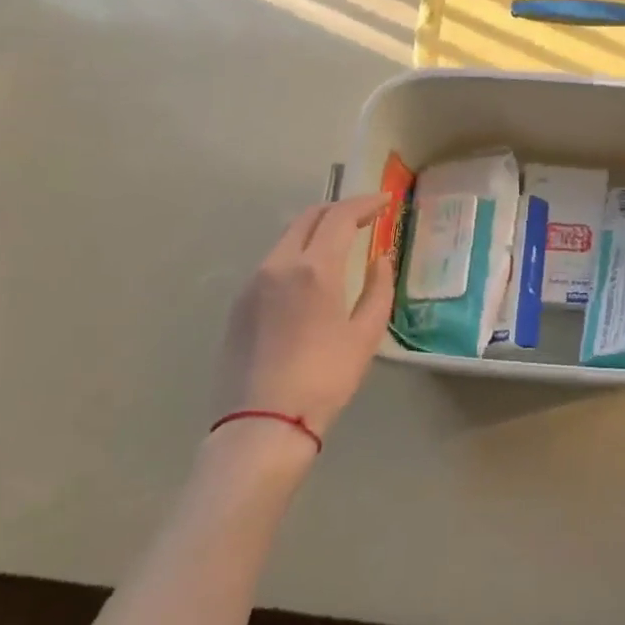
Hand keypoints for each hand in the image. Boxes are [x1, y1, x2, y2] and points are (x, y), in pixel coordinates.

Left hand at [213, 193, 395, 444]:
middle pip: (308, 218)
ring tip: (339, 242)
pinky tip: (310, 275)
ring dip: (315, 231)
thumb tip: (380, 260)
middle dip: (338, 210)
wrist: (262, 422)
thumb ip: (378, 289)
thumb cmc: (326, 378)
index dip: (365, 204)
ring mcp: (253, 283)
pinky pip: (272, 263)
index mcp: (314, 269)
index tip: (385, 202)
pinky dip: (296, 254)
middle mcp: (278, 264)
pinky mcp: (239, 304)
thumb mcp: (365, 335)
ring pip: (286, 239)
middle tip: (363, 216)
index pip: (340, 217)